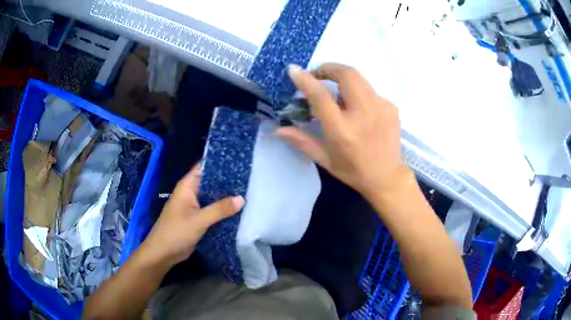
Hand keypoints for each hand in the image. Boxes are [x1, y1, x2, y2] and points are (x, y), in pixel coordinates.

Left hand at [141, 163, 244, 266]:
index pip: (204, 167)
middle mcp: (191, 193)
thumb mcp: (198, 220)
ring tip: (249, 191)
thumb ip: (219, 209)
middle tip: (249, 178)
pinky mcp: (198, 219)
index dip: (220, 163)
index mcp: (187, 186)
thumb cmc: (176, 232)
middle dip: (227, 181)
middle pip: (211, 182)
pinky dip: (223, 210)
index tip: (240, 161)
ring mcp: (195, 206)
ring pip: (213, 197)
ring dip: (227, 197)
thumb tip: (242, 198)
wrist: (163, 253)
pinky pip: (213, 210)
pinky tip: (239, 210)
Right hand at [278, 63, 411, 197]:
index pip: (321, 97)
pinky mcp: (391, 107)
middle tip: (318, 75)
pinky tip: (356, 108)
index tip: (294, 70)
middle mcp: (364, 114)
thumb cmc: (353, 171)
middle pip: (347, 74)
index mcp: (343, 131)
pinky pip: (370, 90)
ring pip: (359, 78)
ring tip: (336, 93)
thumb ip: (302, 141)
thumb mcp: (325, 159)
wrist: (388, 177)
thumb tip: (278, 129)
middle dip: (328, 68)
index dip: (306, 80)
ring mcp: (381, 108)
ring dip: (343, 78)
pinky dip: (357, 93)